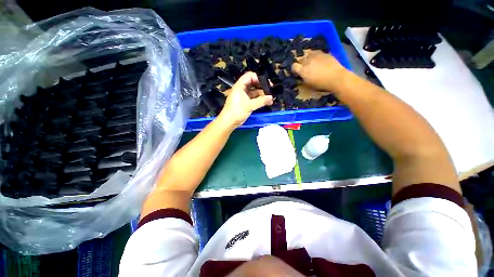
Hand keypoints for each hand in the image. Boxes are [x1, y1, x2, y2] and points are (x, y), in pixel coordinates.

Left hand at [218, 72, 272, 127]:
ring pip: (253, 91)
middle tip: (270, 90)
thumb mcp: (250, 105)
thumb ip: (261, 101)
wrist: (229, 122)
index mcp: (240, 86)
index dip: (259, 78)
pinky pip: (253, 98)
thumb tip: (271, 98)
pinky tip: (265, 102)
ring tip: (270, 98)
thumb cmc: (237, 111)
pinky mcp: (244, 102)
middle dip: (262, 86)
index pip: (250, 76)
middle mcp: (241, 89)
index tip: (267, 83)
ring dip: (261, 94)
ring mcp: (243, 96)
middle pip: (253, 83)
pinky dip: (259, 99)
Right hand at [292, 50, 348, 91]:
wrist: (337, 78)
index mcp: (303, 70)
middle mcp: (308, 61)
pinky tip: (319, 60)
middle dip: (301, 63)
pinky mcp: (324, 53)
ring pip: (308, 54)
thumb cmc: (321, 84)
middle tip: (304, 67)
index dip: (294, 69)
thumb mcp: (309, 84)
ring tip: (311, 61)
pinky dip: (316, 56)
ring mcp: (316, 56)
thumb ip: (303, 78)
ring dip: (308, 58)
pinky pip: (317, 53)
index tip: (296, 72)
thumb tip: (301, 75)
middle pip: (301, 59)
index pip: (294, 66)